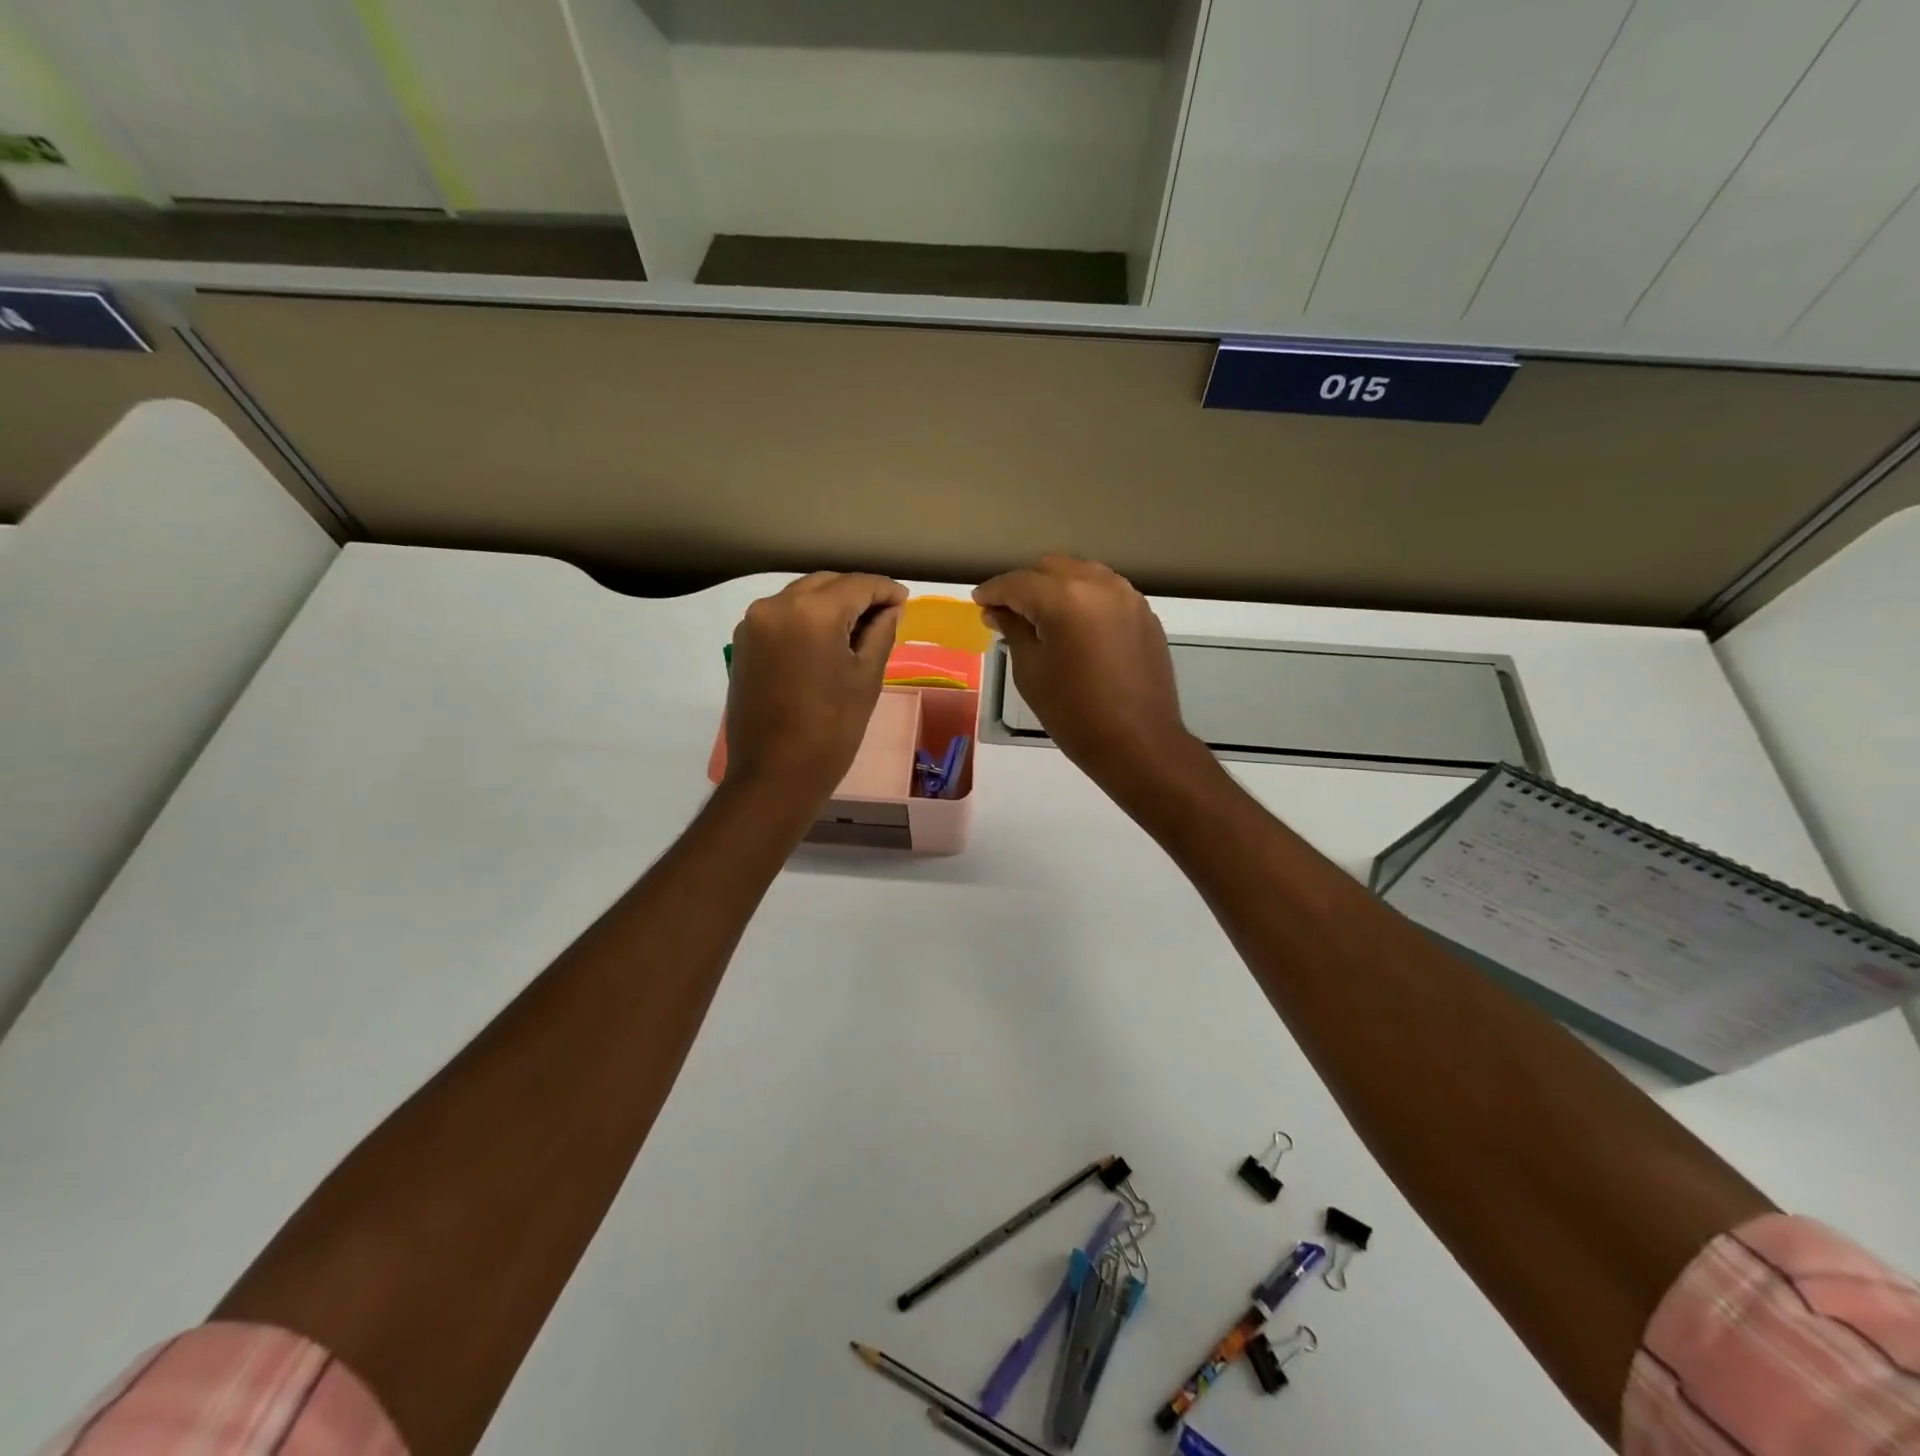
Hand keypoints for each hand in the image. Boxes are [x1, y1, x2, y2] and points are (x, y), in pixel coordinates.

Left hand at [726, 572, 906, 803]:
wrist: (775, 773)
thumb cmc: (832, 729)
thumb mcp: (867, 678)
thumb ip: (881, 632)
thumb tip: (891, 609)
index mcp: (812, 612)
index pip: (857, 585)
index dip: (885, 590)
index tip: (904, 600)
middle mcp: (777, 605)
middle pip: (826, 583)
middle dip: (857, 593)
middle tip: (885, 614)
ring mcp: (754, 622)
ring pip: (802, 596)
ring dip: (831, 603)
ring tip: (857, 628)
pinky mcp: (743, 642)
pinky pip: (782, 615)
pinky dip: (806, 618)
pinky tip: (825, 640)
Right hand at [974, 555, 1198, 786]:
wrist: (1138, 743)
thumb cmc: (1074, 713)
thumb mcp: (1030, 672)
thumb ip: (1013, 630)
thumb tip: (998, 611)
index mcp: (1065, 598)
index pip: (1018, 583)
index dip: (993, 591)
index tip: (978, 602)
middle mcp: (1100, 585)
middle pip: (1052, 568)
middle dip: (1026, 584)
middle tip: (1009, 612)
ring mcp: (1128, 597)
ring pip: (1083, 574)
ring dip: (1057, 588)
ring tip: (1042, 617)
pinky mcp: (1145, 615)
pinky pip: (1107, 593)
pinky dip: (1085, 600)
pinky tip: (1076, 628)